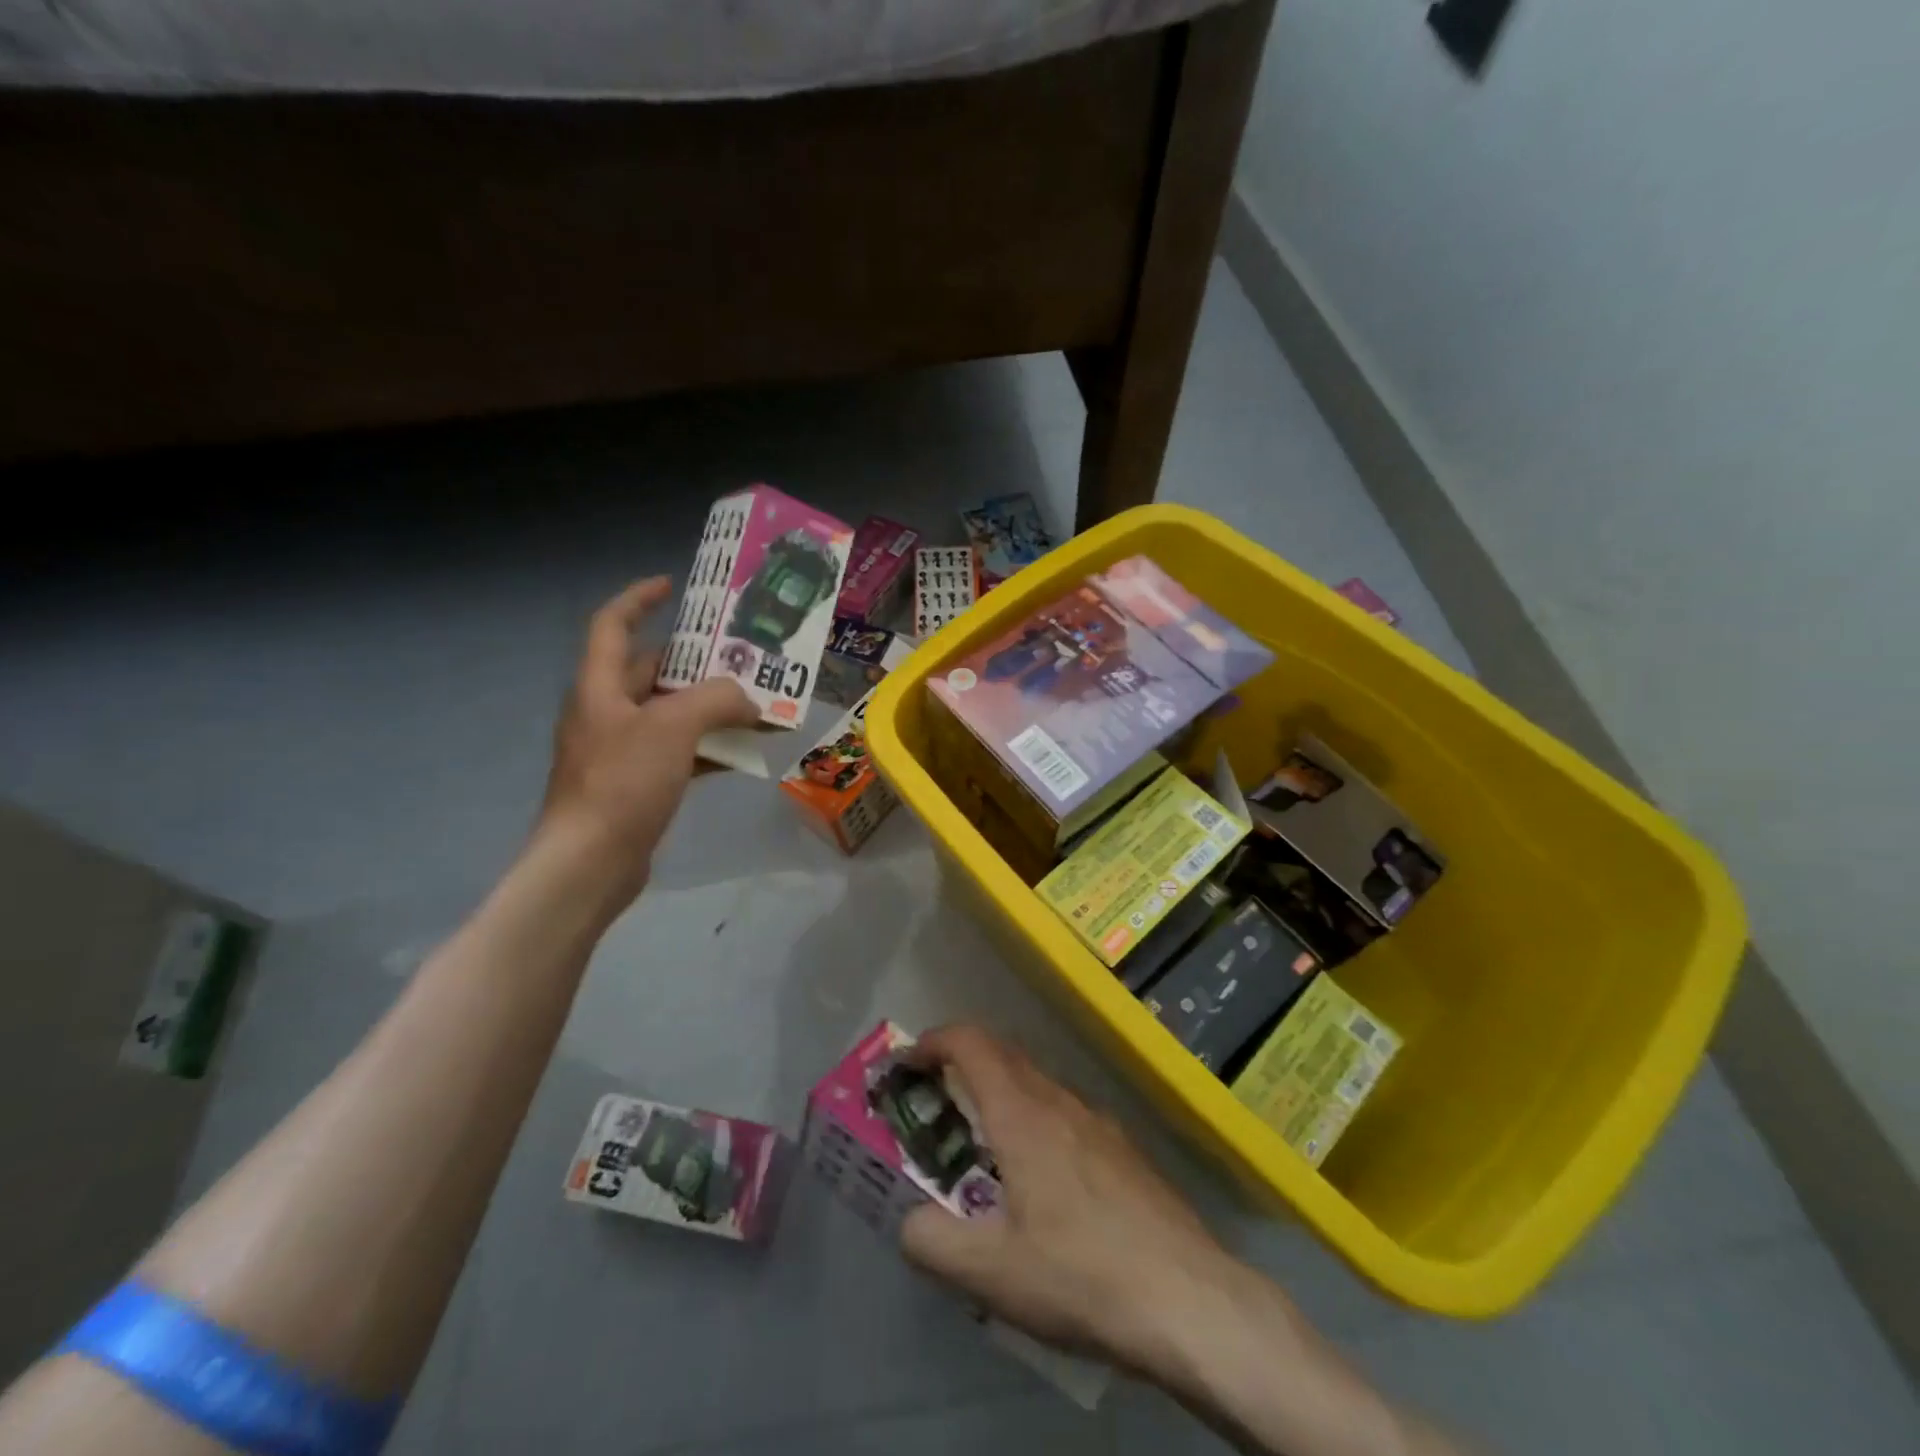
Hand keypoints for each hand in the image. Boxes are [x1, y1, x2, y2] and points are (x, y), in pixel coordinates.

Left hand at [536, 577, 758, 897]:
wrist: (590, 864)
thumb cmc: (622, 783)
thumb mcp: (674, 727)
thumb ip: (717, 699)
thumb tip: (750, 700)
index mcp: (600, 687)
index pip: (613, 625)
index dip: (639, 598)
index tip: (674, 586)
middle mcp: (606, 712)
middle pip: (650, 670)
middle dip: (694, 660)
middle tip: (739, 656)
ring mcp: (620, 751)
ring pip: (670, 714)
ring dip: (708, 708)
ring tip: (753, 703)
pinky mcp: (635, 785)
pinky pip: (677, 752)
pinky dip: (707, 748)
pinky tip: (740, 754)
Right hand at [899, 1025, 1239, 1376]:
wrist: (1188, 1298)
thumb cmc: (1081, 1274)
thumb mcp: (990, 1273)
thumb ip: (932, 1242)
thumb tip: (909, 1220)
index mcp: (1021, 1114)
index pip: (971, 1043)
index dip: (934, 1041)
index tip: (908, 1062)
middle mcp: (1059, 1101)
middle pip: (1003, 1055)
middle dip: (962, 1063)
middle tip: (936, 1103)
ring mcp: (1098, 1121)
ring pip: (1037, 1084)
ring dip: (1000, 1093)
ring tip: (983, 1144)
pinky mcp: (1124, 1147)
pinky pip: (1065, 1112)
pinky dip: (1034, 1118)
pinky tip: (1041, 1179)